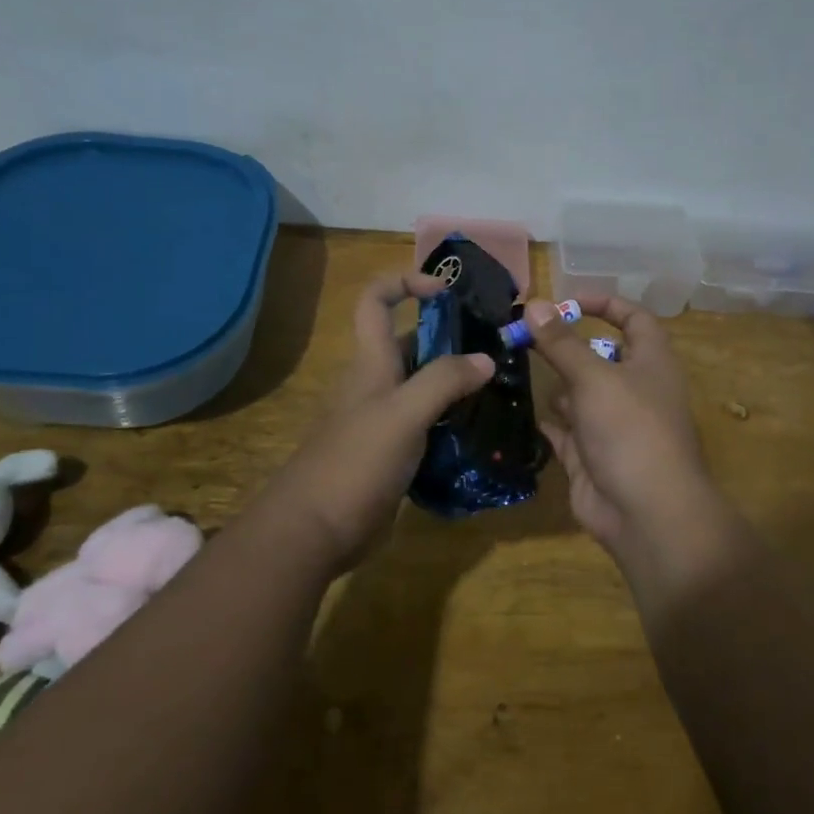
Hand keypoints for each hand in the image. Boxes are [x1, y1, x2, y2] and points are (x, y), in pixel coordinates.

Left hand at [259, 272, 492, 572]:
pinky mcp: (392, 453)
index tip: (447, 291)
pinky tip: (480, 432)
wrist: (314, 531)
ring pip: (424, 386)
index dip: (406, 282)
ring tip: (499, 390)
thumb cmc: (355, 461)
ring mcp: (384, 420)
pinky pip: (427, 423)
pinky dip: (451, 420)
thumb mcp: (404, 413)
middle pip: (411, 343)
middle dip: (450, 338)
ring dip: (456, 383)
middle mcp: (377, 383)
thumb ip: (444, 381)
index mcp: (372, 362)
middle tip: (497, 349)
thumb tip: (486, 359)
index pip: (377, 300)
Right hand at [528, 296, 743, 589]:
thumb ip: (561, 343)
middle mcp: (634, 389)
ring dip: (555, 384)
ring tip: (515, 369)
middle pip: (599, 356)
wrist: (646, 514)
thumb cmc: (630, 431)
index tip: (566, 300)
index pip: (634, 318)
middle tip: (523, 336)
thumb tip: (533, 303)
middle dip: (565, 347)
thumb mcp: (594, 378)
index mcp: (651, 362)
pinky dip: (549, 421)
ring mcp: (613, 425)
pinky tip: (522, 410)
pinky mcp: (592, 456)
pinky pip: (566, 430)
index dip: (604, 303)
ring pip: (580, 394)